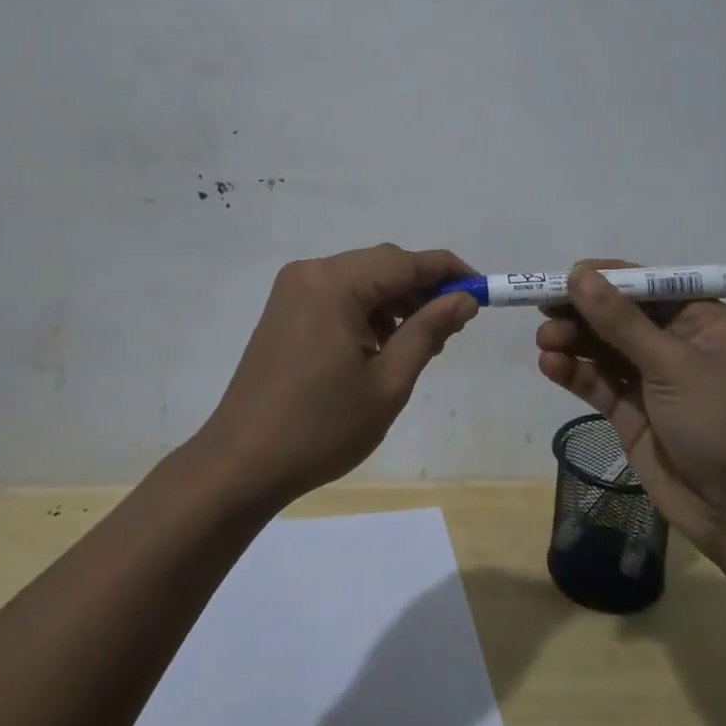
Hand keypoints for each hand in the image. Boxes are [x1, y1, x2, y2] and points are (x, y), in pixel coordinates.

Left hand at [199, 245, 479, 506]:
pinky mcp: (285, 311)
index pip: (405, 262)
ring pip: (360, 280)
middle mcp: (311, 273)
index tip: (483, 289)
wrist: (242, 463)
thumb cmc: (321, 427)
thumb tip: (464, 299)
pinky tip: (385, 343)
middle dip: (422, 288)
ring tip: (425, 340)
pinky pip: (338, 296)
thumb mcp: (388, 382)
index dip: (449, 271)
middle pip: (381, 265)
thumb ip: (428, 331)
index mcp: (334, 283)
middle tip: (455, 323)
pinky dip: (367, 312)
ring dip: (396, 301)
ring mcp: (293, 290)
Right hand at [536, 260, 725, 561]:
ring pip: (605, 350)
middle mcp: (679, 346)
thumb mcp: (674, 365)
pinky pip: (600, 384)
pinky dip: (575, 373)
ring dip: (574, 341)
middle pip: (621, 317)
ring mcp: (655, 382)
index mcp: (704, 322)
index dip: (606, 279)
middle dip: (583, 312)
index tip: (564, 277)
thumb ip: (621, 320)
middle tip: (543, 309)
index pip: (648, 286)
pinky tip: (550, 365)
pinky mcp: (634, 415)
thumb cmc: (724, 422)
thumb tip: (579, 273)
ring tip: (545, 340)